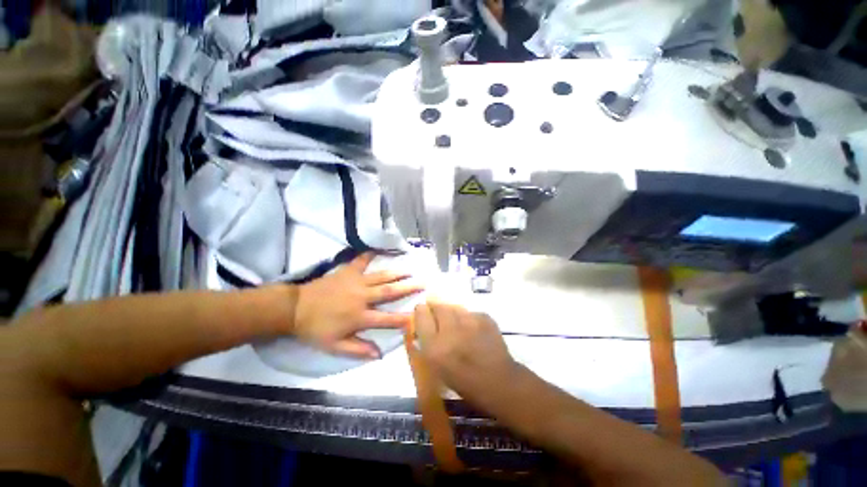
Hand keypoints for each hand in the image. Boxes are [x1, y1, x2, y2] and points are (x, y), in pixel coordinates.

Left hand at [294, 253, 422, 358]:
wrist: (295, 308)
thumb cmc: (315, 329)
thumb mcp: (334, 346)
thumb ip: (357, 349)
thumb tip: (379, 354)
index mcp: (359, 316)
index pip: (387, 319)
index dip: (403, 318)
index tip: (418, 316)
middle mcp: (362, 297)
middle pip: (389, 292)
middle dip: (408, 288)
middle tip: (422, 283)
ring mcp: (355, 282)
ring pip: (381, 277)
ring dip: (396, 273)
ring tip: (410, 270)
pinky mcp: (347, 272)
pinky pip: (361, 261)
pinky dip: (369, 255)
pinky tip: (377, 249)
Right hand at [413, 302, 519, 406]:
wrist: (499, 382)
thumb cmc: (464, 381)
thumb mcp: (436, 367)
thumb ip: (426, 342)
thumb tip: (422, 324)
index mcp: (435, 347)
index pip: (421, 314)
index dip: (421, 312)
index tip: (422, 312)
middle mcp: (451, 330)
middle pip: (438, 306)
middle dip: (436, 308)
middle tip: (438, 316)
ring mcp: (470, 322)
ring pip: (454, 307)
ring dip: (452, 313)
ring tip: (457, 324)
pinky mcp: (484, 318)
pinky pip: (470, 312)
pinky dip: (468, 318)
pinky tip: (472, 329)